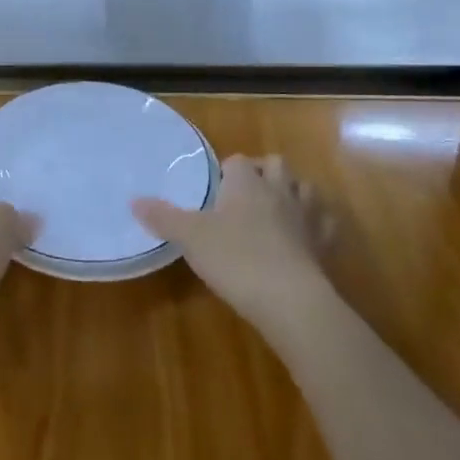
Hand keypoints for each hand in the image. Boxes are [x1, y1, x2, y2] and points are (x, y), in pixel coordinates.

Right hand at [133, 154, 336, 339]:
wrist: (288, 299)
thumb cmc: (235, 258)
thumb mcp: (190, 238)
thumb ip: (163, 217)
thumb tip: (133, 200)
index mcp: (246, 182)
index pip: (237, 161)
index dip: (227, 171)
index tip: (216, 190)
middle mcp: (278, 189)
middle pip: (276, 164)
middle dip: (264, 172)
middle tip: (247, 194)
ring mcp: (306, 215)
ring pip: (305, 188)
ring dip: (294, 193)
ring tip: (279, 210)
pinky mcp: (324, 244)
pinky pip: (326, 224)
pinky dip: (319, 225)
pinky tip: (309, 237)